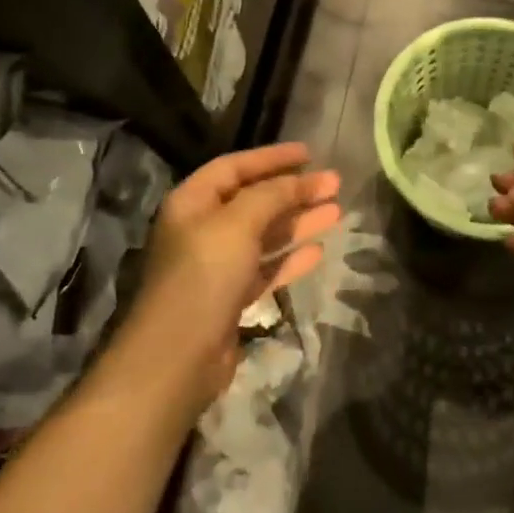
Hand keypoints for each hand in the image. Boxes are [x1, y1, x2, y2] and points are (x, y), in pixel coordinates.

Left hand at [128, 143, 340, 407]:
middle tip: (334, 184)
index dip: (272, 158)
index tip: (309, 154)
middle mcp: (203, 229)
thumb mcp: (238, 224)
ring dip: (298, 222)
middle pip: (254, 200)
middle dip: (294, 191)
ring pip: (264, 235)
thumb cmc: (203, 276)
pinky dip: (290, 258)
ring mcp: (216, 266)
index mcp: (193, 202)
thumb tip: (299, 179)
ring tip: (337, 212)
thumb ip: (271, 196)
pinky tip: (318, 252)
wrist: (177, 358)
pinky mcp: (230, 298)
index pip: (235, 167)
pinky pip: (265, 268)